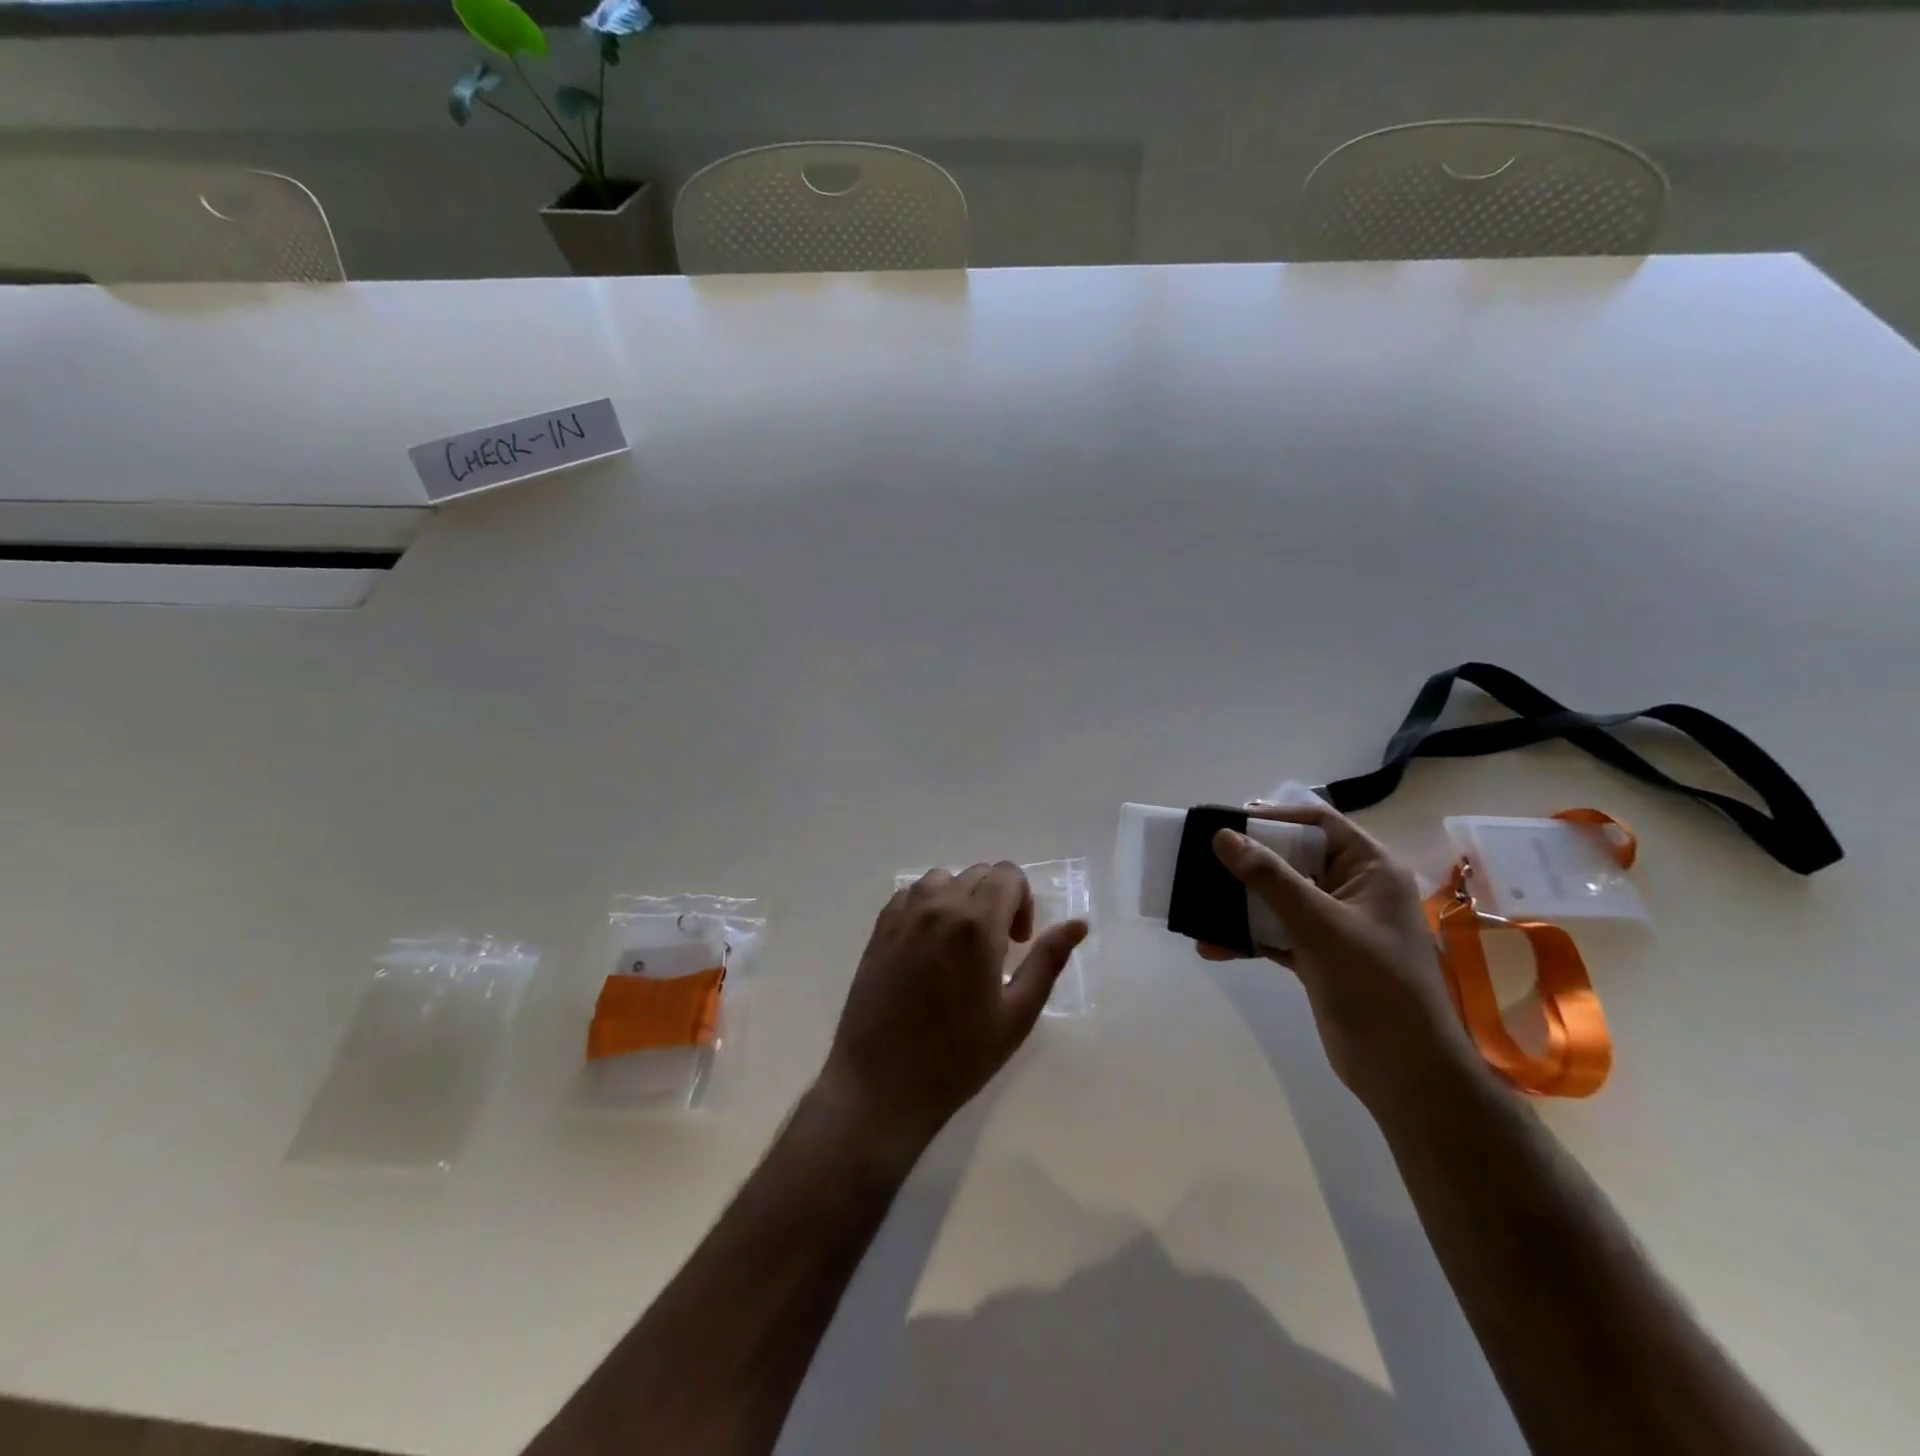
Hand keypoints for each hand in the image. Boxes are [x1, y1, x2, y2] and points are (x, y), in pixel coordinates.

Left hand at [821, 862, 1088, 1148]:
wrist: (881, 1084)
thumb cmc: (957, 1057)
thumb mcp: (1016, 1015)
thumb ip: (1048, 961)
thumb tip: (1078, 924)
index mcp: (976, 924)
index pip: (1008, 875)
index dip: (1023, 902)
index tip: (1018, 942)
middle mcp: (938, 906)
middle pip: (978, 874)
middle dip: (996, 900)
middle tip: (996, 949)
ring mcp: (904, 915)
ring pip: (942, 879)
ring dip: (960, 899)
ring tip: (960, 944)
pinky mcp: (879, 929)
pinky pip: (911, 895)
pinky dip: (928, 906)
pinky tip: (929, 946)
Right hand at [1201, 802, 1484, 1113]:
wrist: (1406, 1073)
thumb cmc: (1375, 986)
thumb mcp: (1320, 925)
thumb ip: (1270, 879)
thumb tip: (1222, 837)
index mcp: (1370, 869)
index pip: (1317, 822)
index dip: (1272, 817)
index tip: (1225, 824)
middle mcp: (1352, 889)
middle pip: (1291, 858)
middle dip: (1246, 862)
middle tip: (1201, 859)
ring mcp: (1334, 924)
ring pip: (1278, 897)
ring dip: (1240, 903)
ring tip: (1198, 904)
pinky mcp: (1318, 955)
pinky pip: (1274, 932)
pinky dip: (1246, 937)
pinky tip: (1212, 946)